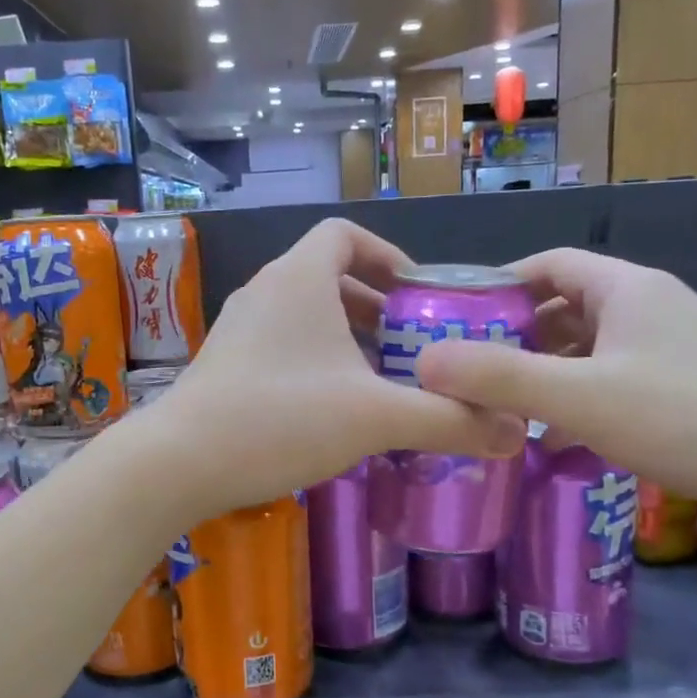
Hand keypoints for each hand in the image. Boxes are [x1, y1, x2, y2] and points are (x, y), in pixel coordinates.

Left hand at [150, 219, 526, 515]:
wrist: (180, 462)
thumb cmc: (280, 419)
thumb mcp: (374, 417)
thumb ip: (447, 420)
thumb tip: (516, 434)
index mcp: (300, 278)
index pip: (345, 235)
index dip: (387, 255)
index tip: (418, 295)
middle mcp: (265, 291)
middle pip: (328, 277)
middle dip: (375, 306)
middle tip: (413, 344)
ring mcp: (238, 328)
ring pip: (304, 315)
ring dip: (346, 337)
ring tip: (381, 378)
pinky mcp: (224, 363)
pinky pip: (281, 344)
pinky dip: (315, 360)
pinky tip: (335, 406)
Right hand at [413, 247, 696, 528]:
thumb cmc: (688, 418)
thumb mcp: (580, 396)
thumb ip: (499, 378)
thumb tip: (423, 361)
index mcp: (626, 290)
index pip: (549, 264)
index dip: (500, 283)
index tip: (456, 315)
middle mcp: (649, 310)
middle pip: (565, 308)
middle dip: (515, 335)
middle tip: (466, 369)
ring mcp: (671, 352)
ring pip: (588, 351)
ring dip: (544, 374)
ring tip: (498, 407)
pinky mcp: (685, 393)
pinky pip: (612, 384)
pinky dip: (576, 403)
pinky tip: (552, 440)